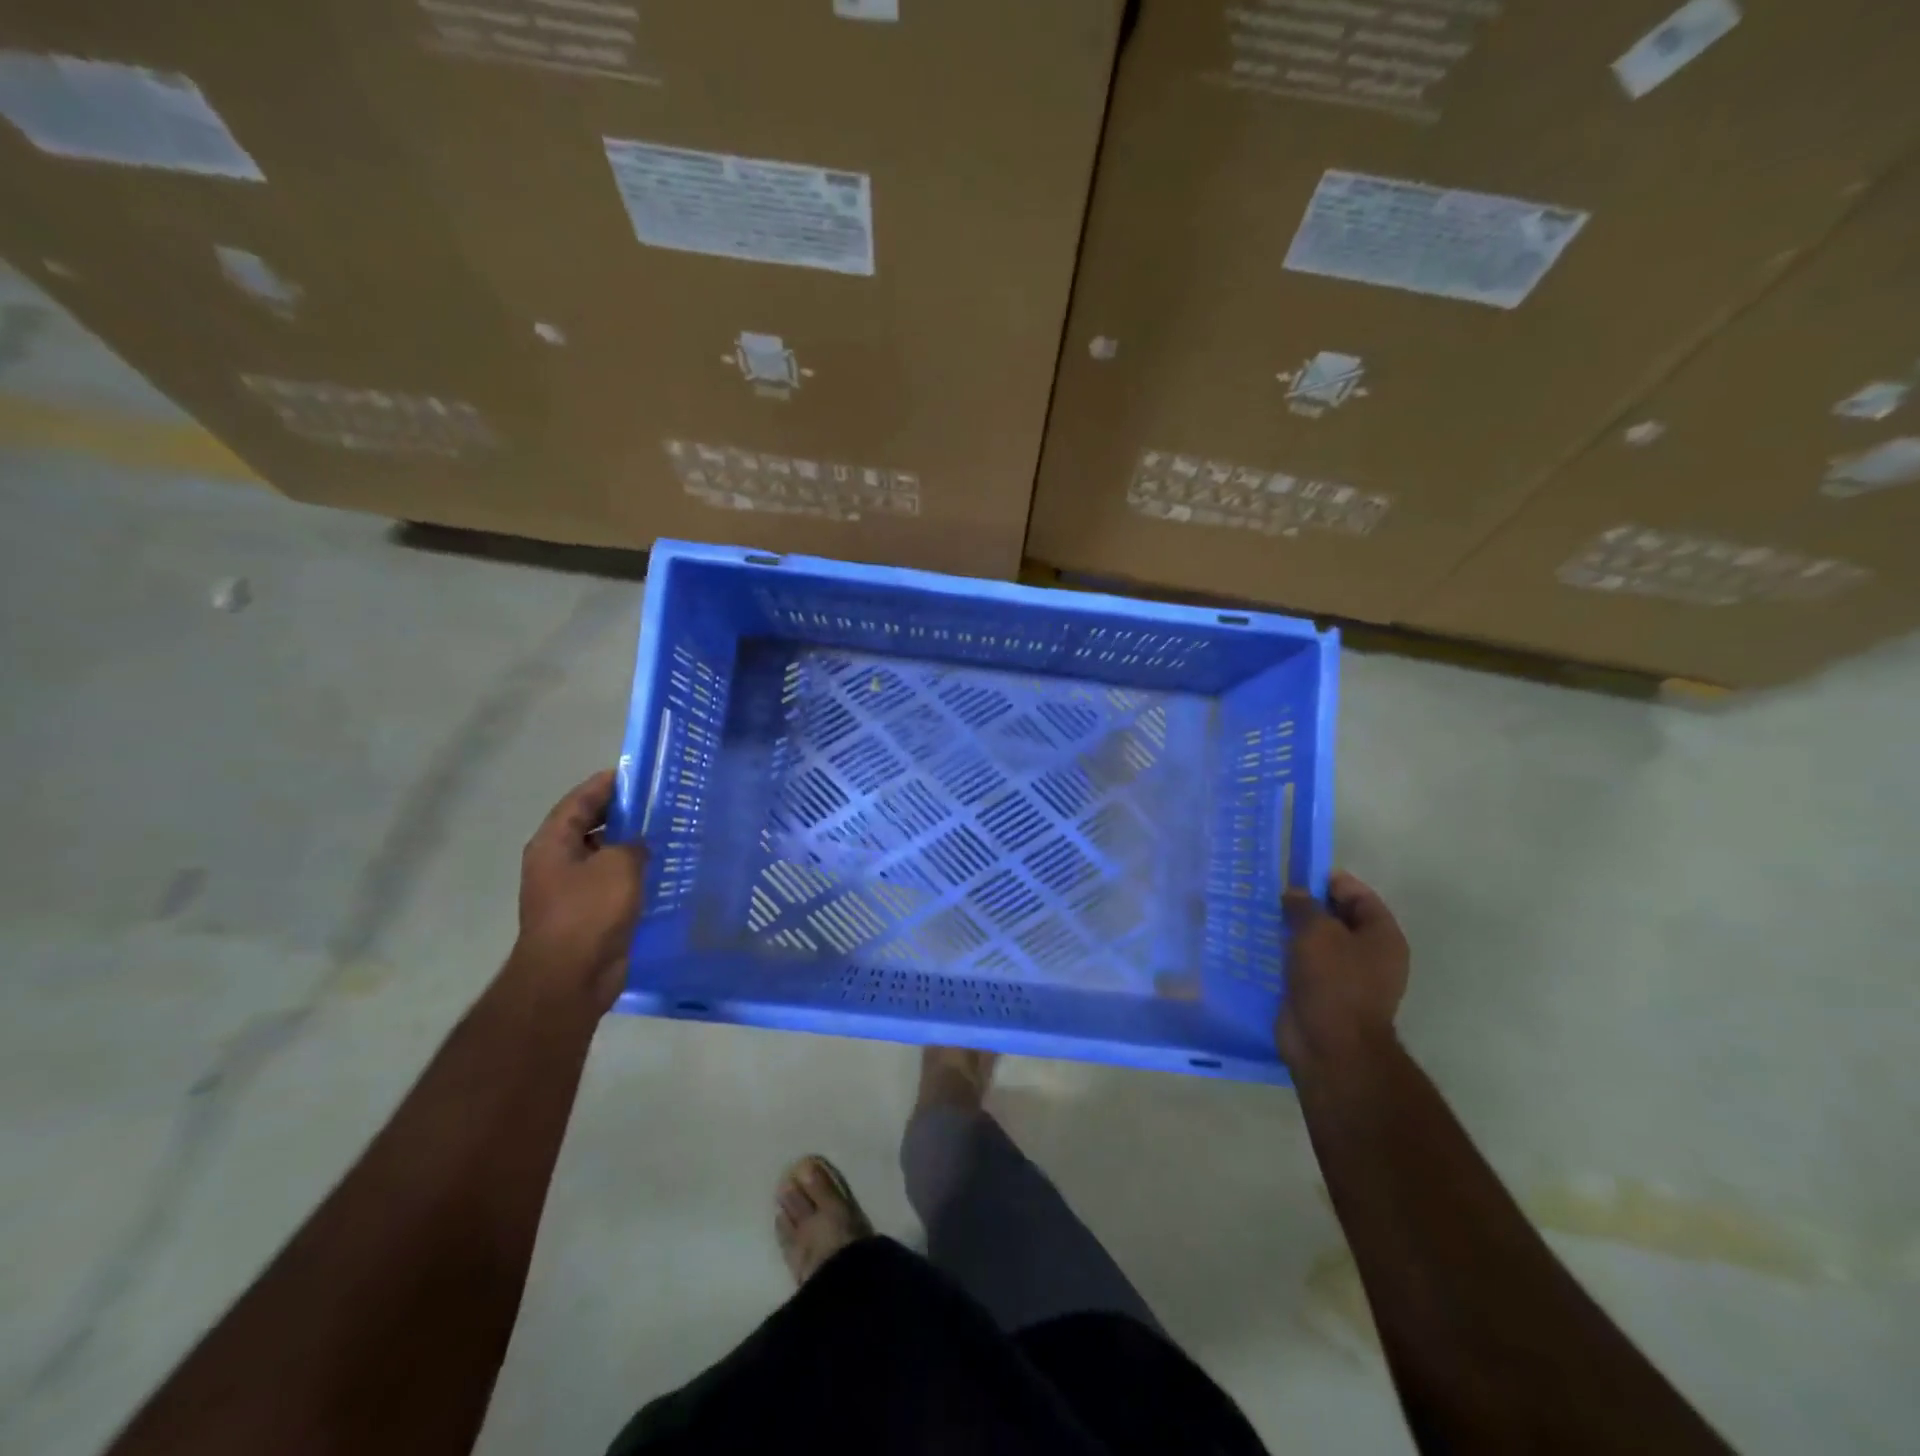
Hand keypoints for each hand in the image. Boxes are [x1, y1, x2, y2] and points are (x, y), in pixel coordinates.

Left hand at [514, 769, 646, 1011]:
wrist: (571, 977)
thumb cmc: (589, 913)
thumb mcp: (618, 865)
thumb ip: (632, 844)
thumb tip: (638, 843)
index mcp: (553, 843)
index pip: (579, 800)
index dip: (607, 784)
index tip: (638, 774)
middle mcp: (557, 862)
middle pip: (590, 826)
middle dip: (622, 814)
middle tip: (660, 804)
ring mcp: (571, 890)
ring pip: (604, 856)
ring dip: (630, 846)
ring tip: (667, 834)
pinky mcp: (589, 913)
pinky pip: (614, 883)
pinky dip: (634, 874)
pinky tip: (662, 872)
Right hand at [1278, 871, 1408, 1075]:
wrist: (1330, 1048)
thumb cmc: (1333, 982)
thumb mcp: (1317, 932)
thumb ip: (1305, 906)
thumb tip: (1294, 893)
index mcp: (1382, 936)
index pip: (1358, 895)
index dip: (1329, 881)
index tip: (1295, 874)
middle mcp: (1369, 954)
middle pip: (1337, 918)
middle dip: (1306, 906)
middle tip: (1272, 895)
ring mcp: (1345, 977)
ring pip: (1316, 943)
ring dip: (1292, 931)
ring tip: (1261, 916)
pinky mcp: (1321, 995)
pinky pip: (1302, 966)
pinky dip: (1285, 955)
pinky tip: (1260, 945)